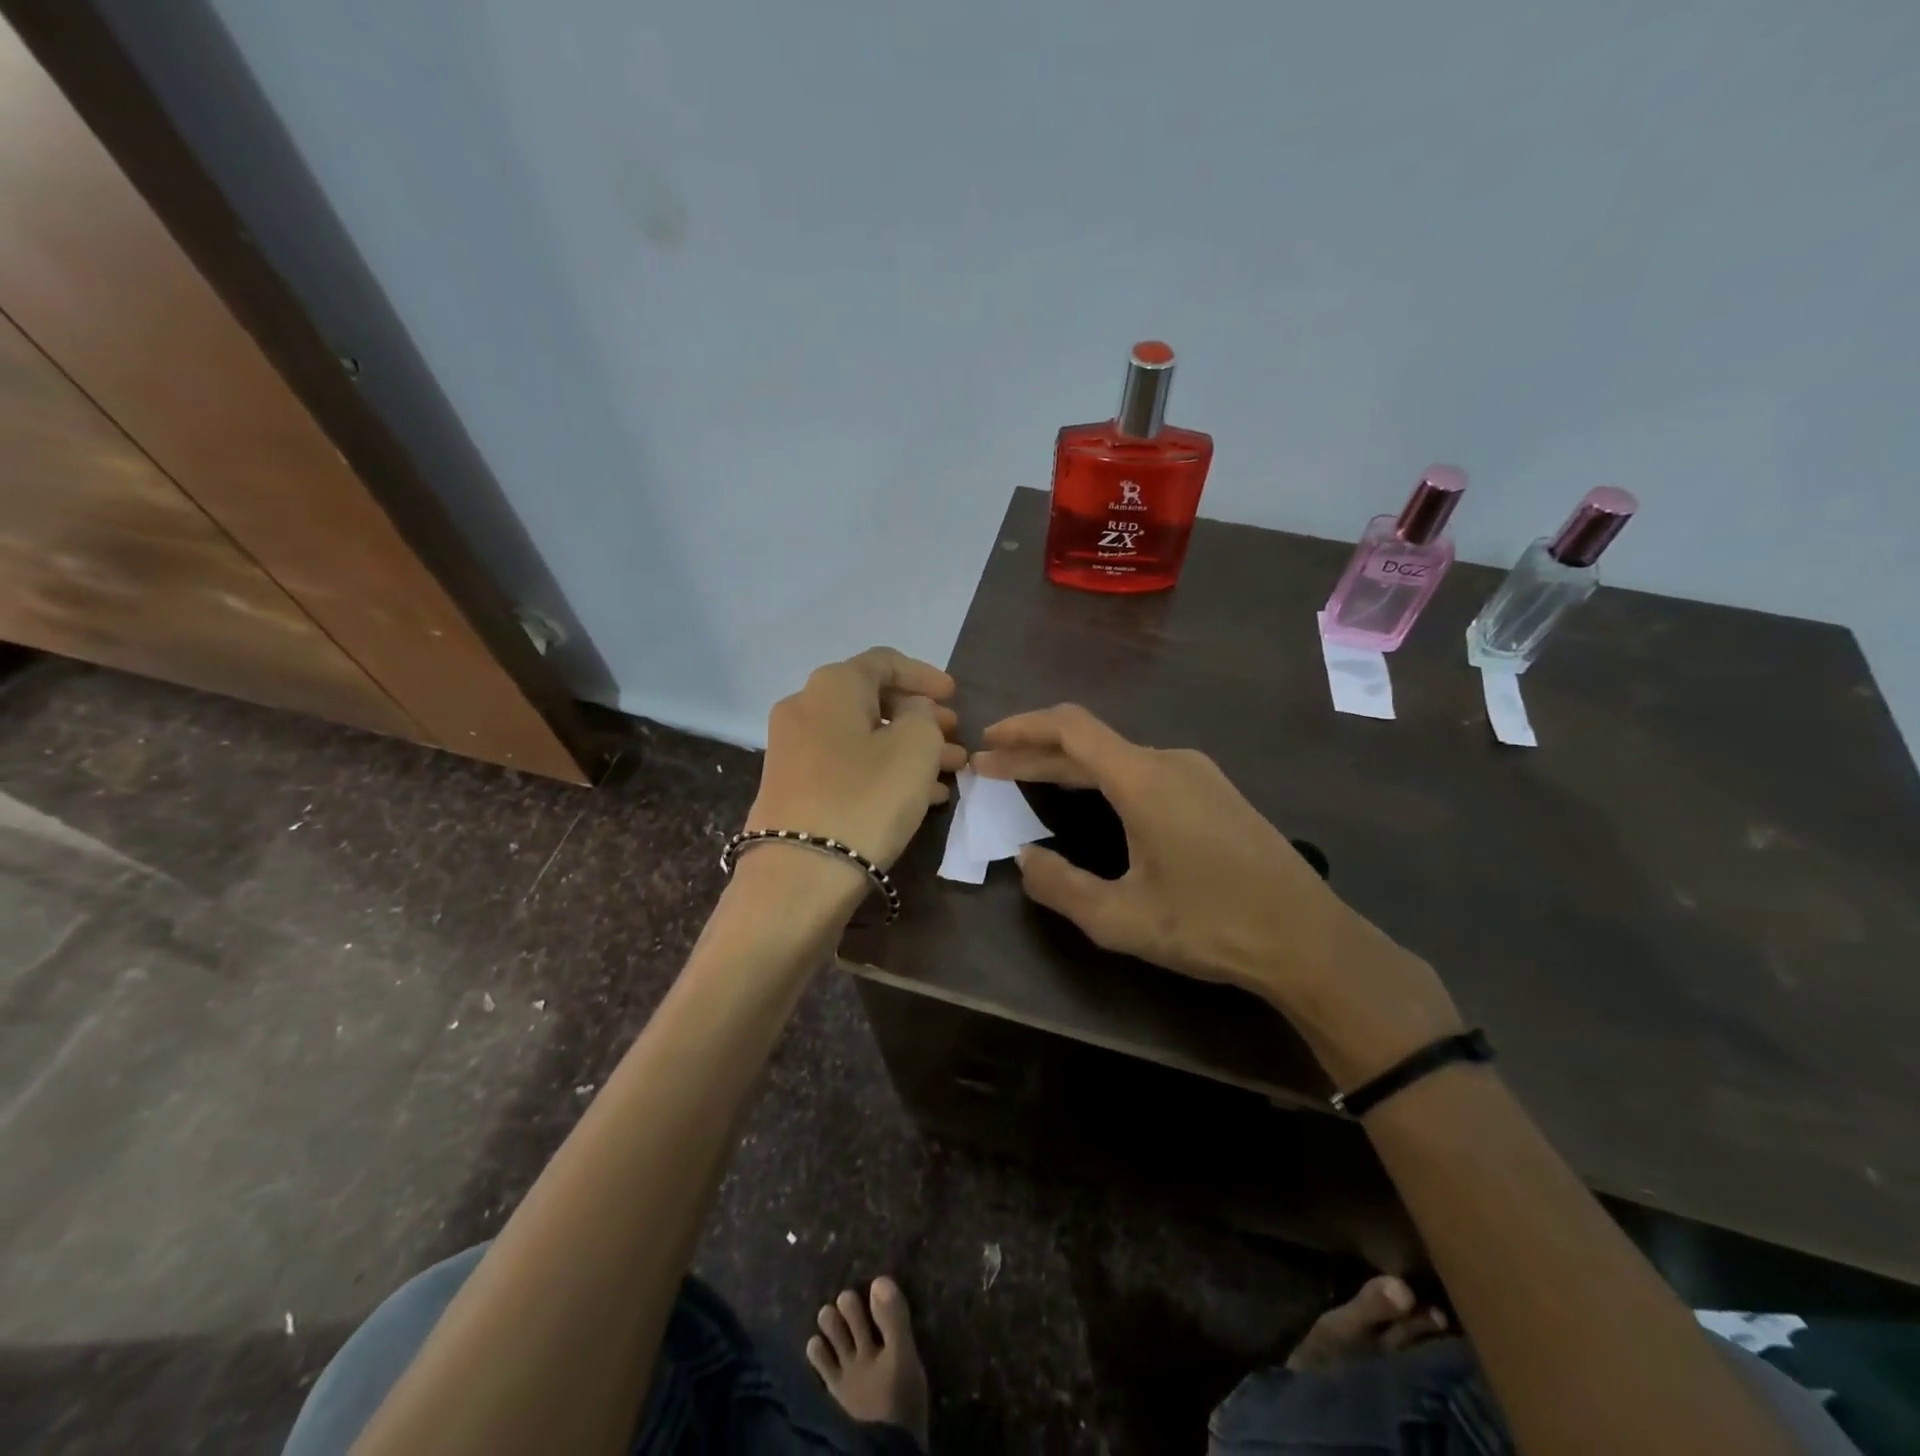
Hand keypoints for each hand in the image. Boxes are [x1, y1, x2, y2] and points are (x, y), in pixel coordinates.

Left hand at [747, 647, 967, 870]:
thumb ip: (923, 715)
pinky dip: (884, 771)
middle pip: (873, 700)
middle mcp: (805, 708)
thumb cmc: (866, 797)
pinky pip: (848, 766)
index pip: (885, 661)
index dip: (925, 675)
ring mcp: (794, 750)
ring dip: (908, 749)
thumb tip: (911, 713)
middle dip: (920, 718)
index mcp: (832, 685)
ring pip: (864, 737)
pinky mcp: (794, 788)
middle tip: (956, 737)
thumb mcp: (915, 746)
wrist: (799, 873)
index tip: (955, 696)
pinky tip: (921, 796)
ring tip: (950, 771)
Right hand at [972, 705, 1461, 1085]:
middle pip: (1089, 742)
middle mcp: (1170, 761)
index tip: (988, 740)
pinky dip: (1102, 778)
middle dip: (1035, 752)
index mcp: (1144, 779)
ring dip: (1068, 766)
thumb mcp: (1121, 919)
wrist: (1308, 939)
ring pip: (1117, 757)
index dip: (1023, 728)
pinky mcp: (1214, 792)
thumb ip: (1060, 886)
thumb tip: (1023, 859)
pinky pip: (1144, 772)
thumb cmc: (1211, 925)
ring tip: (1028, 782)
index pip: (1071, 728)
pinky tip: (1089, 800)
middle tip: (991, 768)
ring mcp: (1197, 774)